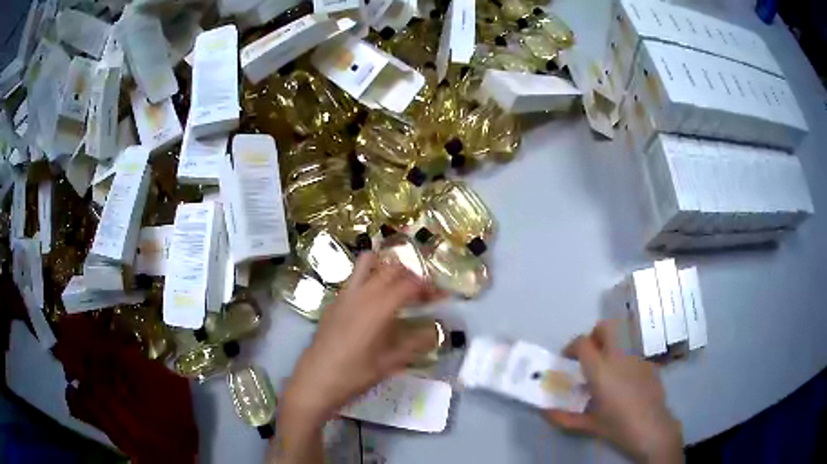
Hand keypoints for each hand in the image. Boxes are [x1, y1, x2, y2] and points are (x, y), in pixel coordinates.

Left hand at [282, 252, 442, 422]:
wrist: (316, 380)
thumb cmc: (355, 374)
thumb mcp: (391, 362)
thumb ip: (416, 343)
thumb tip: (437, 331)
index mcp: (379, 307)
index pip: (410, 284)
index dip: (429, 287)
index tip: (440, 297)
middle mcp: (362, 293)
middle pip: (392, 268)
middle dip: (412, 275)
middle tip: (422, 294)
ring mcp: (345, 294)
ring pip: (368, 263)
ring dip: (388, 268)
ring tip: (398, 286)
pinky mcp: (334, 301)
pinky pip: (355, 277)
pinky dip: (370, 277)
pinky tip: (374, 302)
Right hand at [543, 321, 683, 462]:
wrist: (651, 427)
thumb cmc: (617, 426)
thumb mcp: (587, 424)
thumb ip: (563, 417)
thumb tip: (544, 411)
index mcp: (600, 369)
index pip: (582, 343)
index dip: (571, 347)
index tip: (568, 359)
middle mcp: (619, 356)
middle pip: (605, 327)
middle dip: (594, 335)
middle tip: (589, 355)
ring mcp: (637, 356)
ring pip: (622, 337)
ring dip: (610, 346)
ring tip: (607, 369)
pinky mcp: (649, 362)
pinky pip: (633, 352)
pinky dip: (624, 359)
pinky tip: (624, 380)